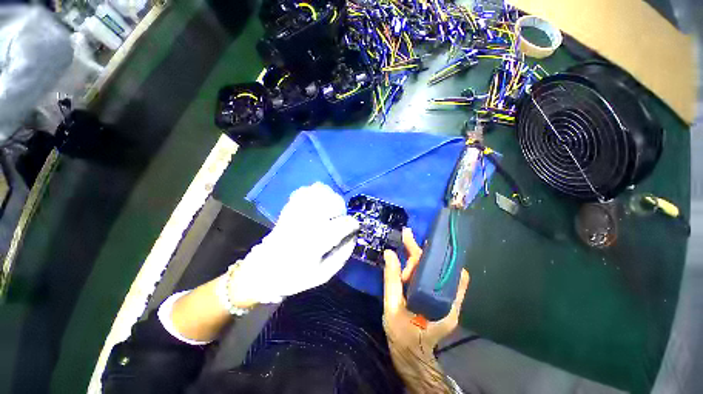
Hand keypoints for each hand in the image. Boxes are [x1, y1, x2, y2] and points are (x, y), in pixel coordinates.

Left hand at [229, 183, 358, 304]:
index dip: (353, 224)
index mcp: (316, 242)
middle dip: (340, 208)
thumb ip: (342, 254)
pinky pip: (303, 192)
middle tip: (339, 217)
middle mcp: (307, 223)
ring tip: (329, 207)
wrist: (263, 271)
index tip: (354, 227)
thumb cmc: (295, 276)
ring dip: (328, 197)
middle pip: (331, 202)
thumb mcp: (324, 274)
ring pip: (316, 192)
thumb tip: (353, 236)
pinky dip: (313, 192)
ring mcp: (295, 214)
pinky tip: (316, 201)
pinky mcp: (288, 210)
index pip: (343, 224)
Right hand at [383, 228, 469, 359]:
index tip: (408, 235)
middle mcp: (450, 300)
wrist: (412, 357)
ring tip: (406, 256)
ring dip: (421, 260)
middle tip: (405, 240)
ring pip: (437, 270)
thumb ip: (391, 279)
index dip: (418, 251)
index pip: (432, 267)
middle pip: (436, 266)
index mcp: (440, 303)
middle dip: (418, 254)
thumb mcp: (392, 306)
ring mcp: (450, 301)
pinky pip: (437, 277)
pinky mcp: (445, 302)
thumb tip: (389, 253)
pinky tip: (414, 262)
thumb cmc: (402, 335)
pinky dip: (426, 266)